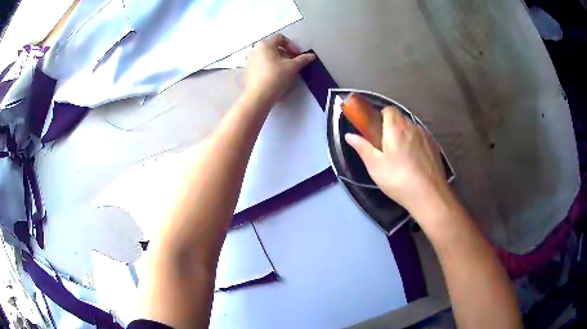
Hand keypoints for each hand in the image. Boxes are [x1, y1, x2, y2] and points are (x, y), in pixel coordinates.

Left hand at [245, 34, 315, 104]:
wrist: (258, 97)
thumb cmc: (275, 77)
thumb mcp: (292, 67)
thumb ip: (303, 59)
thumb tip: (311, 56)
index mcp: (264, 44)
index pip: (281, 38)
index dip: (292, 45)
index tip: (298, 55)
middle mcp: (255, 50)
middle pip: (273, 47)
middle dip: (286, 53)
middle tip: (294, 63)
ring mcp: (250, 60)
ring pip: (268, 56)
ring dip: (278, 60)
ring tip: (286, 70)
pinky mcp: (248, 71)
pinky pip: (262, 64)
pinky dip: (270, 66)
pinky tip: (276, 77)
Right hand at [345, 107, 449, 214]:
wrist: (429, 195)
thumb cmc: (398, 179)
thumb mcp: (375, 166)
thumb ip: (362, 147)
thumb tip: (349, 135)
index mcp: (396, 127)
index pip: (388, 110)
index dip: (381, 116)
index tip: (376, 130)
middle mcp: (412, 126)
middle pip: (400, 118)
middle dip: (392, 127)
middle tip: (385, 146)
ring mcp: (426, 136)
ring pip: (412, 129)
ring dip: (405, 136)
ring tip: (401, 156)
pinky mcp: (435, 147)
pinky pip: (422, 139)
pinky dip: (416, 144)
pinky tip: (414, 162)